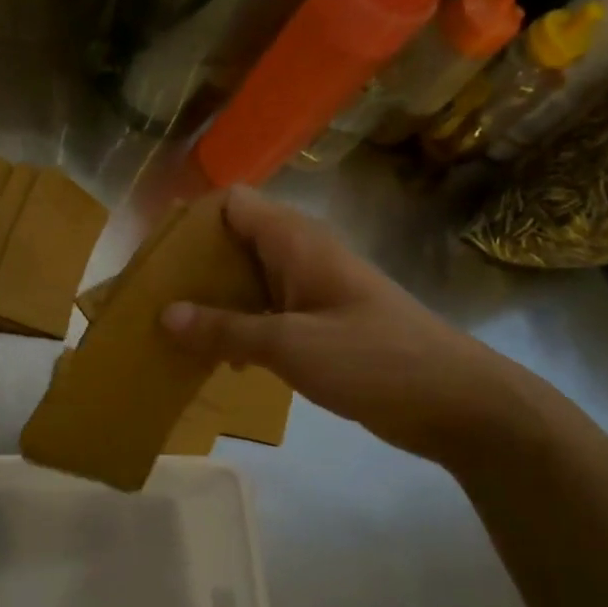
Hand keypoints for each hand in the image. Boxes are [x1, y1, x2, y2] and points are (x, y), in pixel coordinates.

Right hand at [160, 187, 541, 466]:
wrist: (454, 402)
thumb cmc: (373, 359)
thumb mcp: (290, 344)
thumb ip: (225, 329)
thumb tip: (165, 314)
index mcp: (296, 243)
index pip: (232, 204)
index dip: (191, 221)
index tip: (155, 259)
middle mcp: (300, 257)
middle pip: (233, 242)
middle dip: (192, 268)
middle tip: (152, 301)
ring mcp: (311, 292)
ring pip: (247, 282)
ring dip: (211, 303)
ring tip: (171, 332)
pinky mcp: (319, 325)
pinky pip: (264, 315)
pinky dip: (236, 329)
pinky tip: (215, 359)